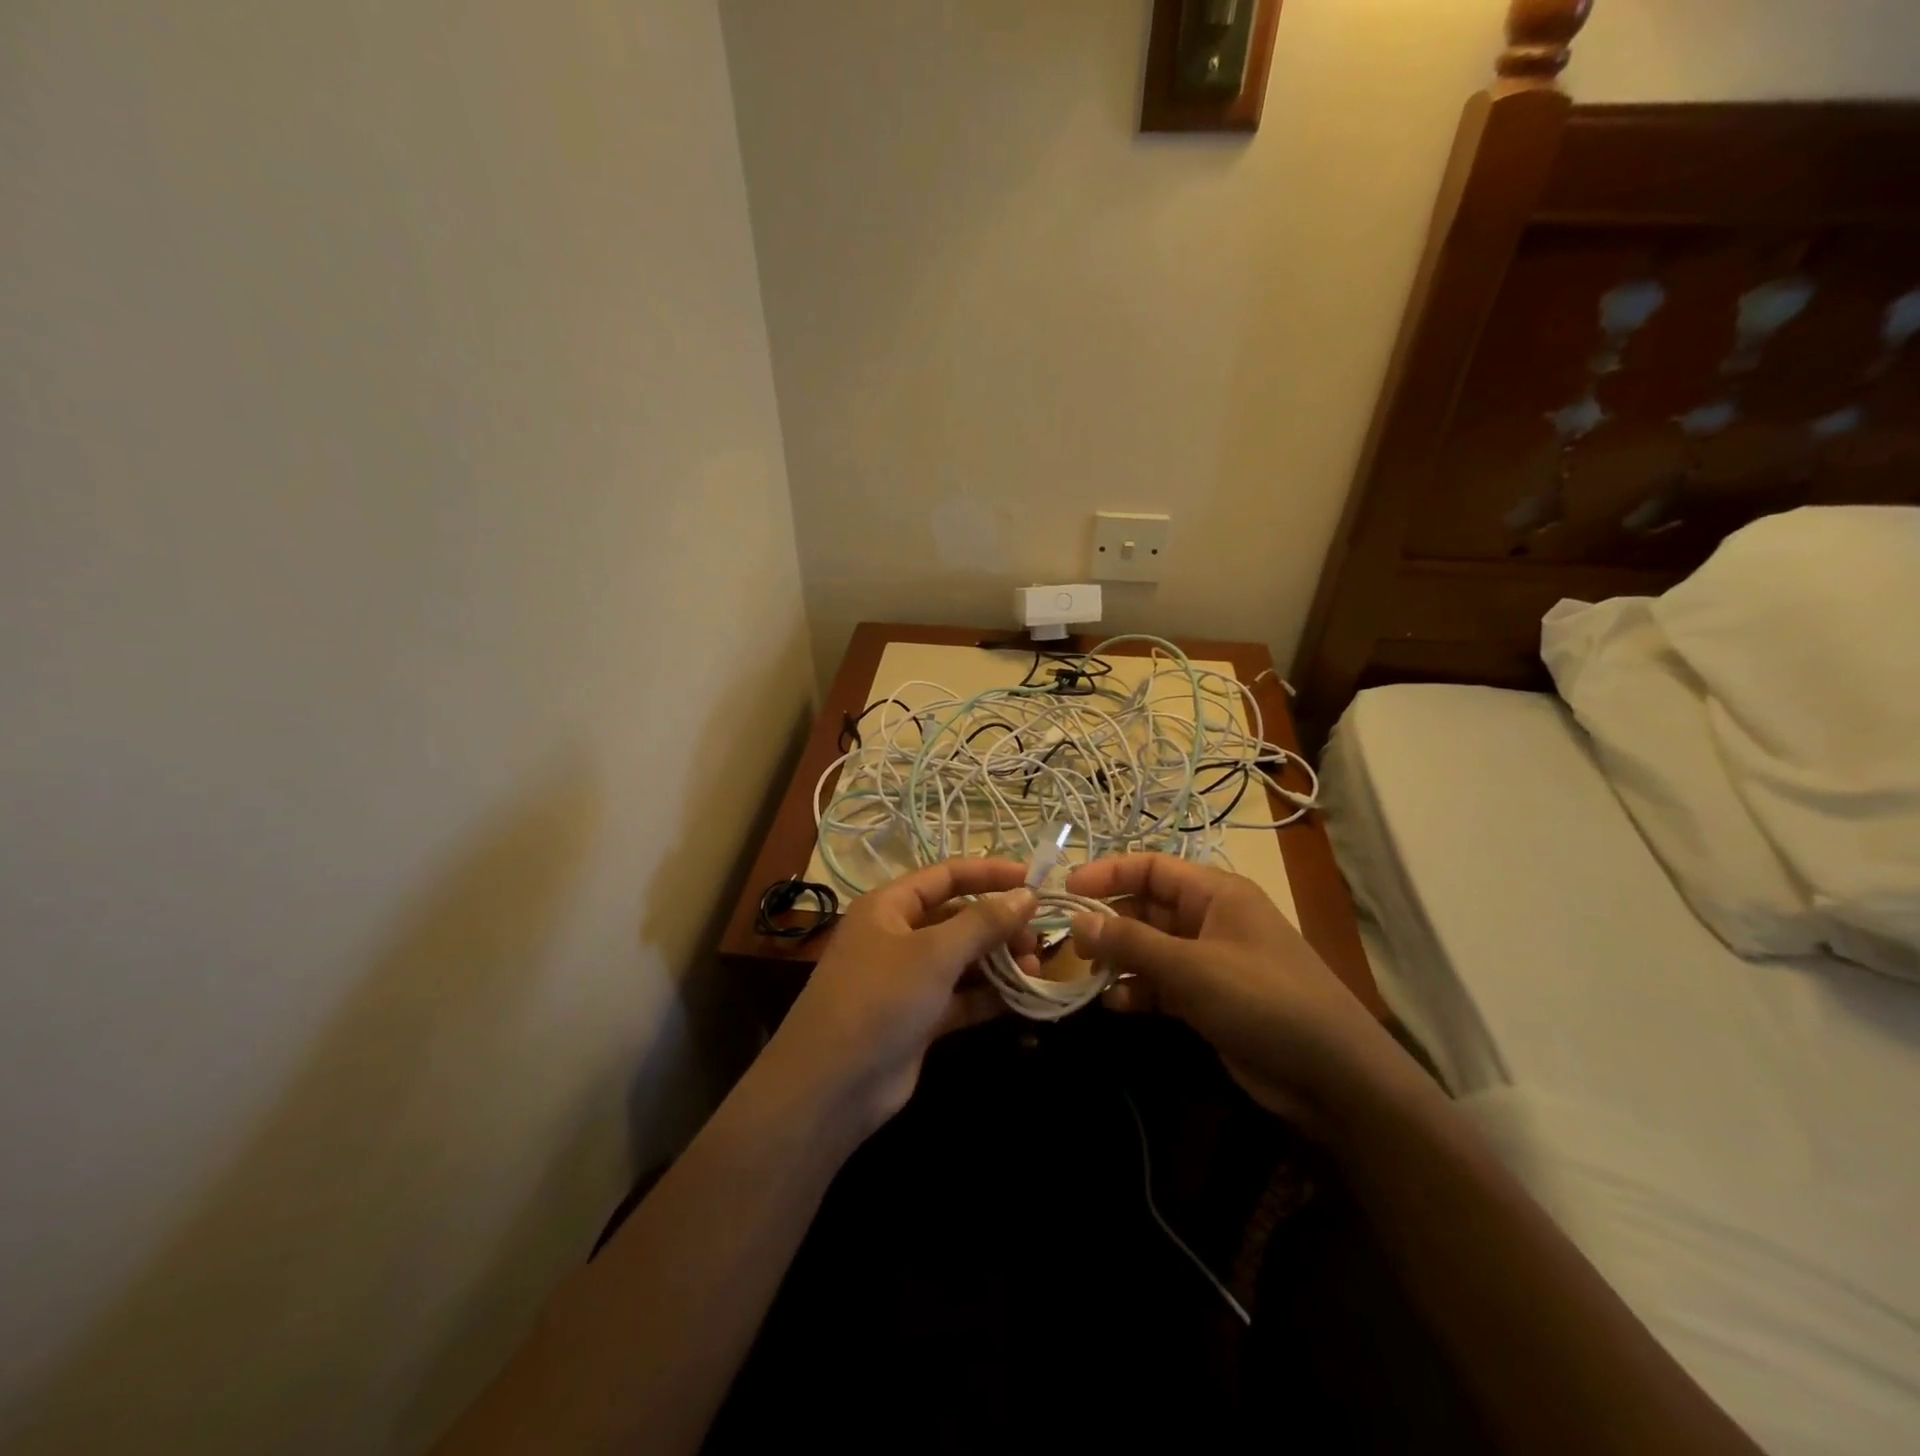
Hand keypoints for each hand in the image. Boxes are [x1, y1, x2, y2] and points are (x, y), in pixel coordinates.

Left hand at [761, 859, 1039, 1137]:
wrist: (831, 1087)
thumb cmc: (880, 999)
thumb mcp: (934, 953)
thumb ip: (984, 922)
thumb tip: (1028, 895)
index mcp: (889, 906)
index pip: (946, 876)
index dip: (989, 874)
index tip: (1034, 880)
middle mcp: (897, 936)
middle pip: (957, 918)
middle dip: (999, 925)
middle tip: (1037, 941)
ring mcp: (906, 980)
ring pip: (962, 959)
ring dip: (998, 961)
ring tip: (1035, 970)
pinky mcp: (917, 1019)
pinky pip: (960, 997)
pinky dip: (988, 996)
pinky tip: (1022, 998)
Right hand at [1065, 854, 1398, 1127]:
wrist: (1333, 1076)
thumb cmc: (1262, 1000)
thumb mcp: (1191, 967)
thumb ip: (1130, 942)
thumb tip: (1077, 921)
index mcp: (1215, 893)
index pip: (1151, 867)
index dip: (1108, 873)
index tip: (1066, 890)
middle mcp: (1211, 919)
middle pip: (1147, 908)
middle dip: (1108, 922)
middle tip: (1067, 941)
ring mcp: (1211, 961)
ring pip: (1151, 948)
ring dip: (1120, 959)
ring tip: (1087, 975)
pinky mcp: (1210, 999)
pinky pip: (1163, 983)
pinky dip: (1139, 990)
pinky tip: (1116, 1005)